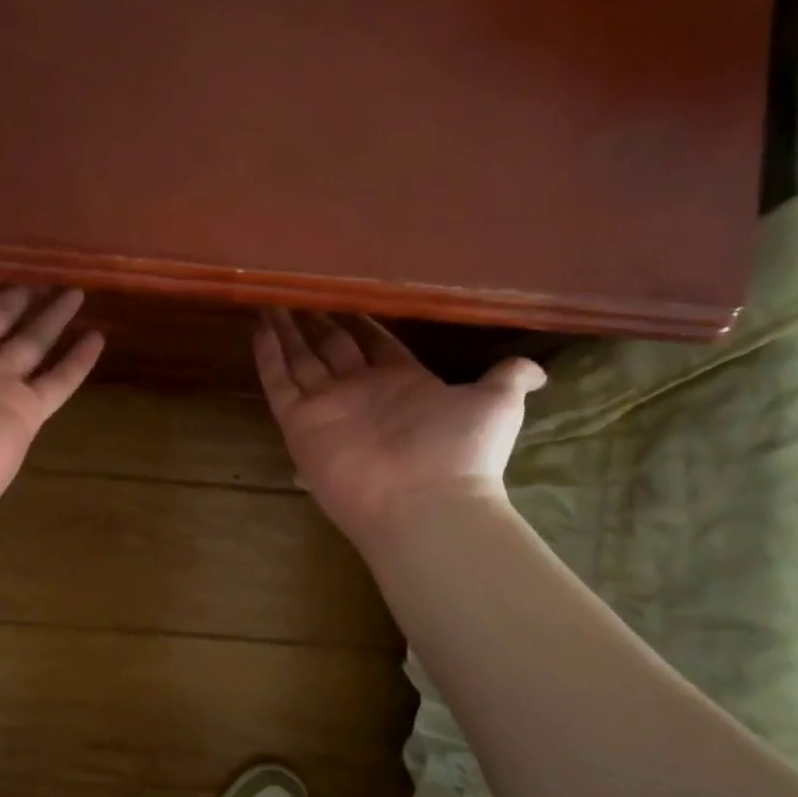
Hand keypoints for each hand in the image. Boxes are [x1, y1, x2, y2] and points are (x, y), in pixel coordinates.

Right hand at [254, 309, 544, 550]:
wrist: (424, 503)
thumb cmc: (461, 451)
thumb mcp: (496, 404)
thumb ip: (509, 378)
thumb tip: (538, 369)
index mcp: (403, 383)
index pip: (373, 342)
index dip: (358, 321)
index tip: (344, 296)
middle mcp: (361, 392)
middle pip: (331, 349)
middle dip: (315, 322)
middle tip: (297, 293)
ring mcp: (327, 407)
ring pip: (300, 361)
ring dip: (286, 332)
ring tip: (269, 300)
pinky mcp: (300, 422)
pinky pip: (279, 382)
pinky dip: (267, 355)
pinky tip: (258, 325)